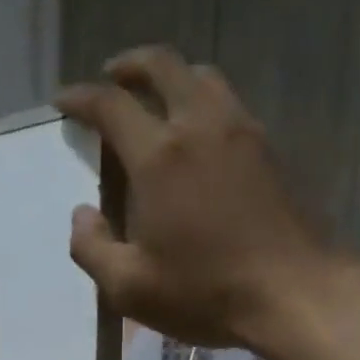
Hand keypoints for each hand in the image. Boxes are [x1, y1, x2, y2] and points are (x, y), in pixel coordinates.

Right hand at [56, 46, 341, 350]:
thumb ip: (92, 249)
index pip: (111, 105)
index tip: (64, 101)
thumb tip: (82, 215)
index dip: (81, 97)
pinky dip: (205, 101)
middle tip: (112, 76)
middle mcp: (200, 127)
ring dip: (173, 76)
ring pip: (204, 77)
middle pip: (163, 66)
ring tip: (159, 97)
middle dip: (130, 65)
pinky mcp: (272, 150)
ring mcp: (243, 132)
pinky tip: (202, 133)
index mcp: (159, 157)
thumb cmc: (206, 293)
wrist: (294, 293)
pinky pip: (232, 104)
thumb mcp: (130, 288)